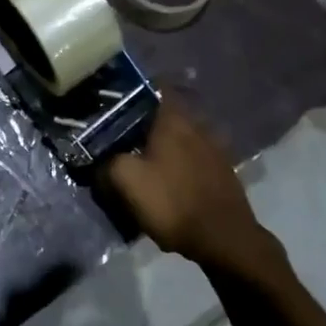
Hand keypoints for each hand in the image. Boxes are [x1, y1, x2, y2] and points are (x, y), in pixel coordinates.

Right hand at [108, 102, 276, 272]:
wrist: (224, 238)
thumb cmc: (172, 201)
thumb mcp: (127, 181)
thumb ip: (108, 162)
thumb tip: (101, 160)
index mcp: (173, 118)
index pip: (155, 86)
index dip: (135, 90)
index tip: (116, 101)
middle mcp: (197, 124)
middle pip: (166, 112)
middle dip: (145, 121)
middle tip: (122, 135)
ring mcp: (214, 147)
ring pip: (181, 135)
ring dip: (163, 144)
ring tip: (142, 159)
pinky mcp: (222, 170)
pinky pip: (193, 156)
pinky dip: (178, 162)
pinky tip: (166, 179)